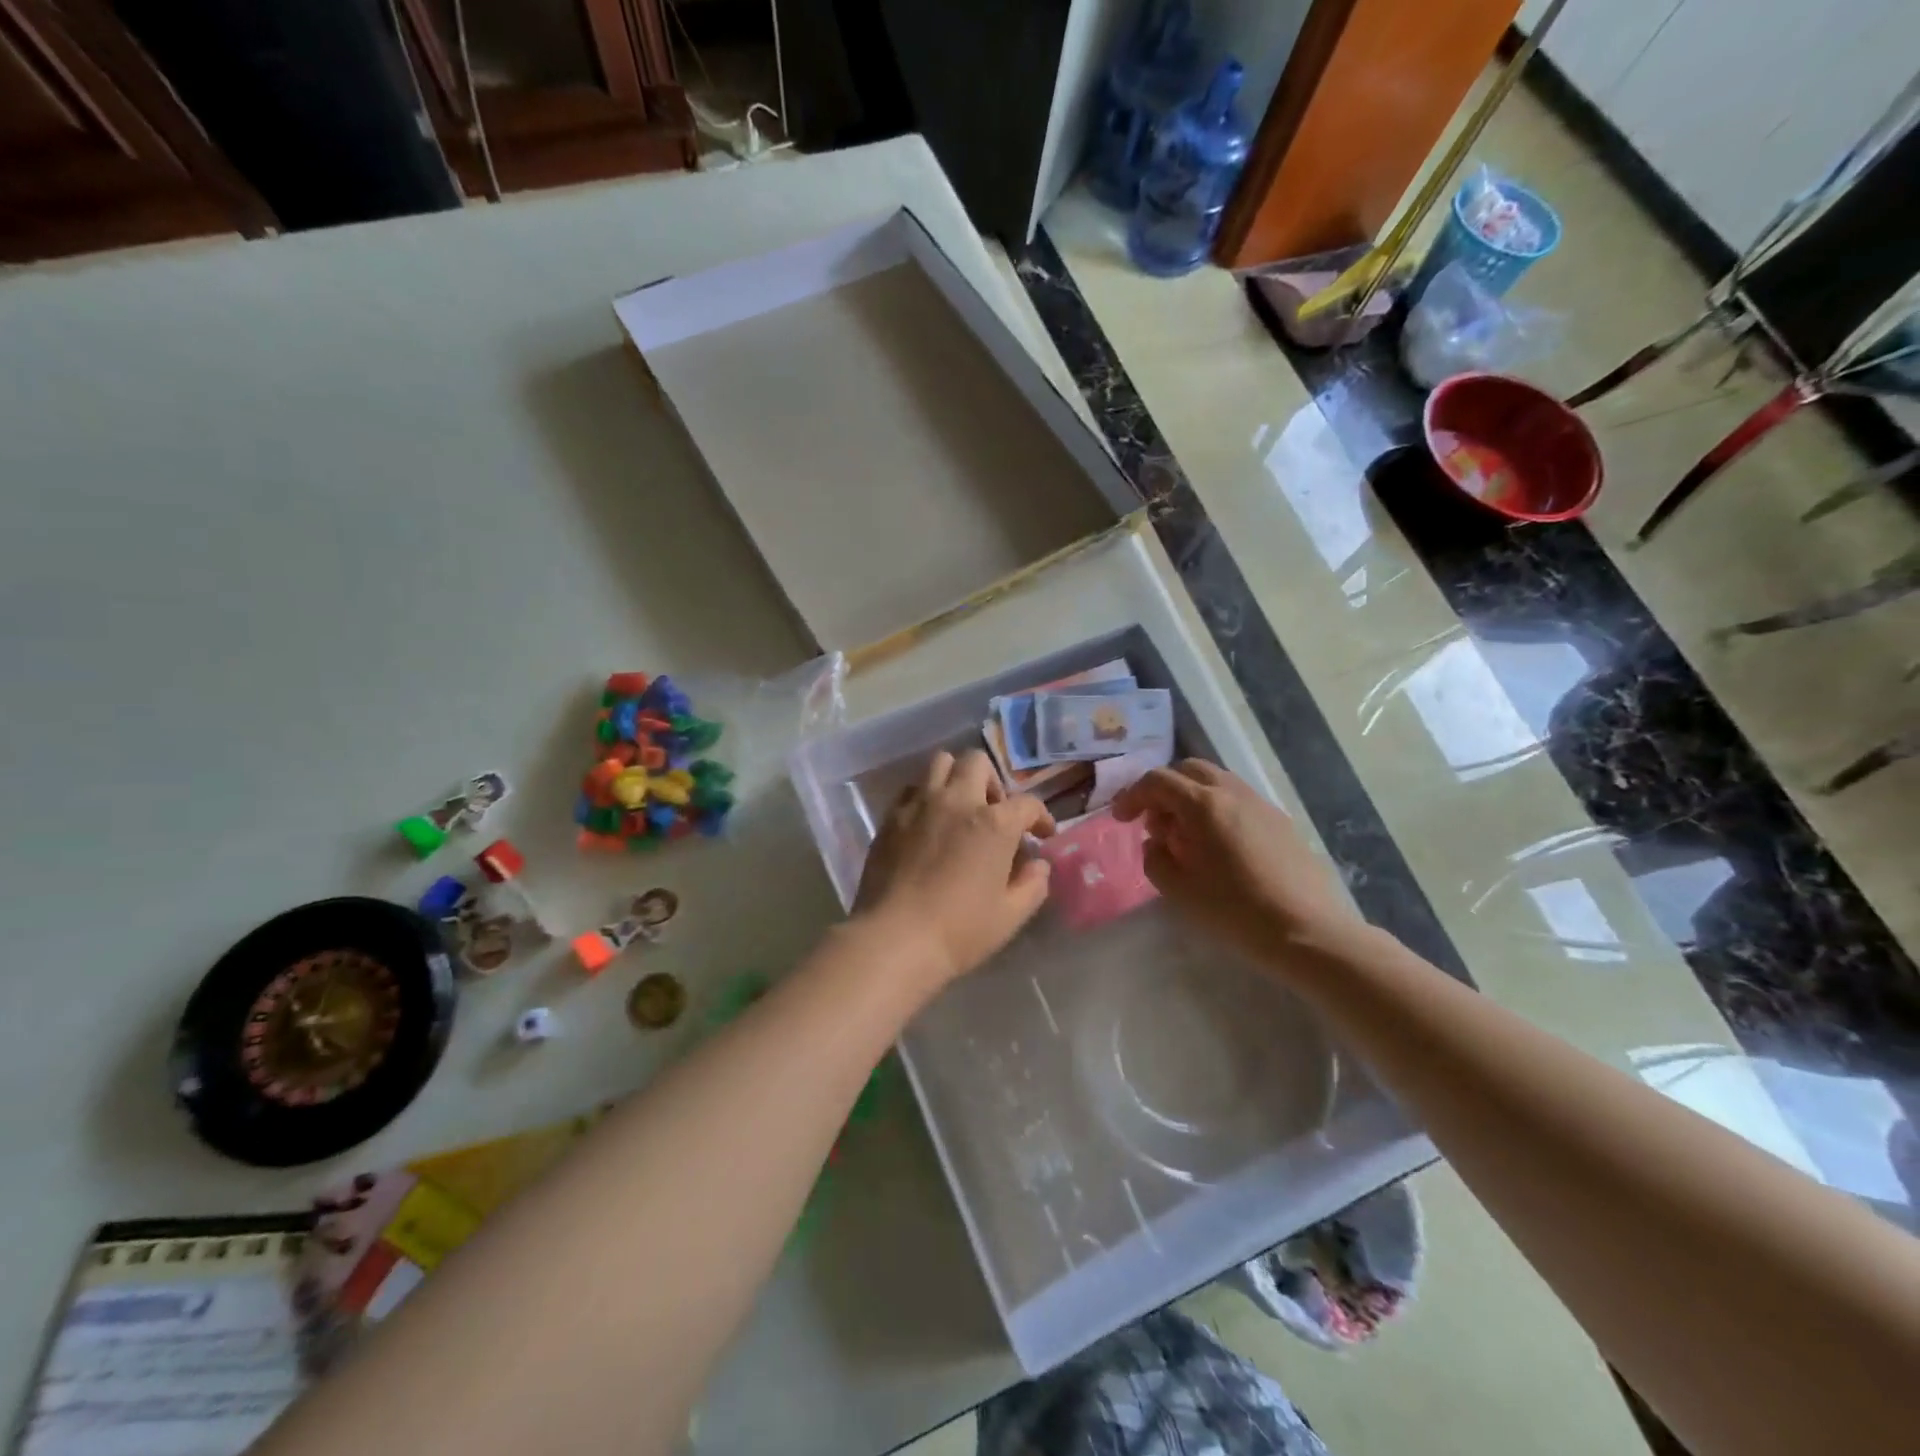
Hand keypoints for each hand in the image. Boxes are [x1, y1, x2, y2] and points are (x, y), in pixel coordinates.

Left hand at [854, 750, 1055, 986]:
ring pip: (940, 763)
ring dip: (956, 778)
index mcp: (994, 823)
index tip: (1042, 834)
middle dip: (992, 782)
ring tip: (959, 809)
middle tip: (993, 814)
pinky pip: (912, 789)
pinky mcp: (891, 817)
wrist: (894, 938)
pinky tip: (927, 824)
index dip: (1040, 817)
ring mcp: (919, 805)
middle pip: (977, 763)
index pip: (1027, 804)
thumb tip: (1037, 865)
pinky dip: (925, 796)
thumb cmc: (960, 930)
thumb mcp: (1011, 915)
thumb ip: (1032, 884)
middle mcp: (957, 801)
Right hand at [1111, 760, 1363, 965]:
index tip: (1121, 819)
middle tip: (1153, 822)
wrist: (1307, 931)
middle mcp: (1232, 792)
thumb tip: (1157, 842)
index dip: (1133, 796)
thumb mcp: (1178, 889)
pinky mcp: (1280, 821)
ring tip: (1185, 836)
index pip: (1158, 781)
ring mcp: (1260, 803)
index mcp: (1203, 804)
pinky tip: (1217, 846)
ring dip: (1191, 798)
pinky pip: (1238, 800)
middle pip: (1188, 770)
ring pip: (1216, 781)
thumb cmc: (1235, 911)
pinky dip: (1216, 809)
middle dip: (1163, 789)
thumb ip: (1155, 858)